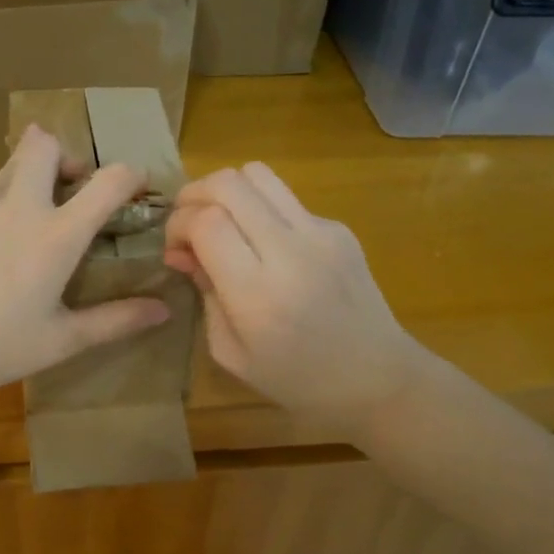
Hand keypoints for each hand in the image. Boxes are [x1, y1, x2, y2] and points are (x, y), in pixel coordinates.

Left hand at [0, 125, 171, 412]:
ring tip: (29, 221)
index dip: (130, 174)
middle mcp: (18, 207)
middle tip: (69, 189)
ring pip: (10, 165)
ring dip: (29, 177)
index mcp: (56, 236)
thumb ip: (116, 320)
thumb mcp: (63, 340)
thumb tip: (163, 309)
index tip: (136, 185)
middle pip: (43, 144)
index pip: (107, 181)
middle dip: (64, 154)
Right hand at [163, 163, 426, 439]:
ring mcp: (320, 233)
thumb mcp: (230, 352)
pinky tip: (265, 244)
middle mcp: (289, 252)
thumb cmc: (297, 380)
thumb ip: (203, 294)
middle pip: (228, 183)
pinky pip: (285, 198)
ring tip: (220, 218)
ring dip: (227, 189)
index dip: (178, 224)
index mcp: (257, 294)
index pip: (206, 221)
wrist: (378, 378)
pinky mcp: (338, 228)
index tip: (175, 248)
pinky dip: (260, 209)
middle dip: (194, 194)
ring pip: (258, 173)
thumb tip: (183, 251)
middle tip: (188, 222)